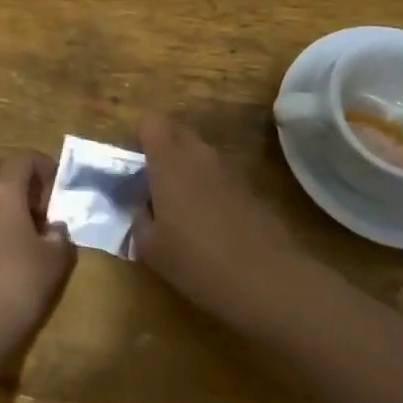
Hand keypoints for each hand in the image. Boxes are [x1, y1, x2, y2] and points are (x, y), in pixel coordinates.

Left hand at [0, 151, 75, 365]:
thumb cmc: (16, 285)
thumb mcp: (55, 261)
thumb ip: (61, 236)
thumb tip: (55, 228)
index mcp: (2, 188)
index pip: (24, 158)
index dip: (46, 167)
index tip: (60, 190)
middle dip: (20, 174)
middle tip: (41, 201)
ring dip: (3, 192)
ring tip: (25, 221)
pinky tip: (8, 242)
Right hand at [131, 113, 312, 335]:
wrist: (268, 279)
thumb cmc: (198, 261)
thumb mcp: (151, 249)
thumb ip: (139, 220)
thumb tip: (142, 208)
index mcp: (169, 160)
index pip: (150, 122)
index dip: (140, 138)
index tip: (134, 166)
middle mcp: (198, 154)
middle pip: (176, 131)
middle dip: (162, 150)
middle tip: (153, 185)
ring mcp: (228, 168)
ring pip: (198, 153)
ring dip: (186, 169)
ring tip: (180, 209)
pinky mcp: (249, 186)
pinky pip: (218, 174)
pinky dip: (209, 187)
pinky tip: (210, 224)